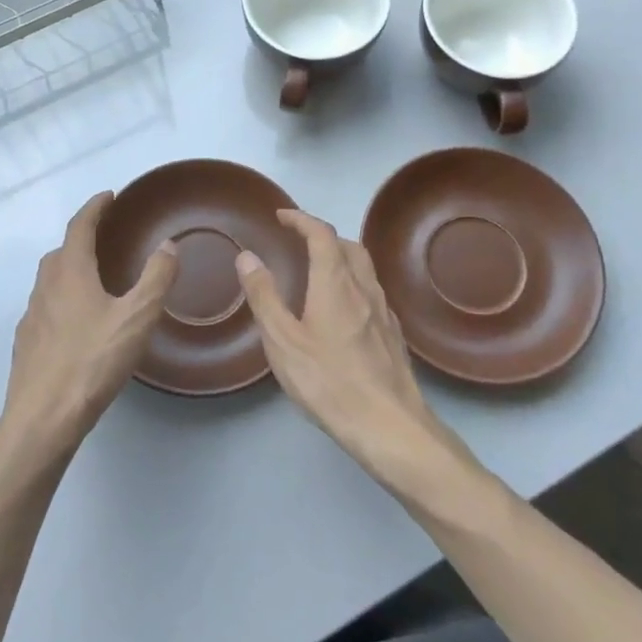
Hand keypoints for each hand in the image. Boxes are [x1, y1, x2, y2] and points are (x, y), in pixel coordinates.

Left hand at [0, 191, 178, 456]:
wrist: (42, 418)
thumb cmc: (92, 361)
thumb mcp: (137, 317)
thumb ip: (156, 278)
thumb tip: (168, 245)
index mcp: (70, 272)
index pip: (80, 226)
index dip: (95, 207)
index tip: (109, 196)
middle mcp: (45, 287)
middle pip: (61, 251)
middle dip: (82, 238)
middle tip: (106, 238)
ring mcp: (31, 316)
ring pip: (50, 281)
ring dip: (70, 270)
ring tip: (95, 280)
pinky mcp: (26, 344)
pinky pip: (46, 308)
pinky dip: (62, 301)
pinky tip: (78, 324)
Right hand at [236, 210, 455, 482]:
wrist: (390, 425)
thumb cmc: (329, 381)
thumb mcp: (283, 341)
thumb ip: (264, 296)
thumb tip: (247, 256)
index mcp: (335, 282)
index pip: (321, 234)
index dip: (301, 219)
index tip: (282, 215)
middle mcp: (364, 287)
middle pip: (347, 245)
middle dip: (322, 235)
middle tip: (299, 241)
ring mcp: (383, 311)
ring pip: (364, 268)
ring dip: (340, 257)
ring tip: (318, 270)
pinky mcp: (393, 334)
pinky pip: (372, 292)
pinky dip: (353, 283)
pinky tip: (343, 309)